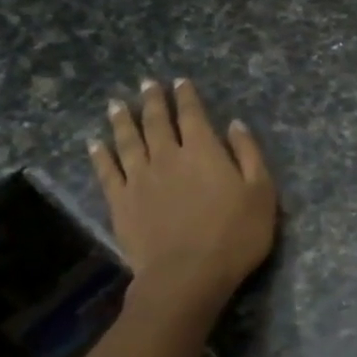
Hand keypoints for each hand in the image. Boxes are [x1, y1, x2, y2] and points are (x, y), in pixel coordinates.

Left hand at [89, 78, 277, 313]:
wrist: (187, 275)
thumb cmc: (235, 235)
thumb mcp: (261, 193)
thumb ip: (249, 155)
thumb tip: (235, 124)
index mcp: (204, 151)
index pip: (193, 115)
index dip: (187, 97)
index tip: (180, 82)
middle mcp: (168, 156)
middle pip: (157, 121)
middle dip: (152, 100)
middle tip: (146, 84)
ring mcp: (140, 178)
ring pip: (128, 140)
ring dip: (122, 120)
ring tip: (115, 104)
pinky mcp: (120, 202)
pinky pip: (107, 171)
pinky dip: (100, 154)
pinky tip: (95, 144)